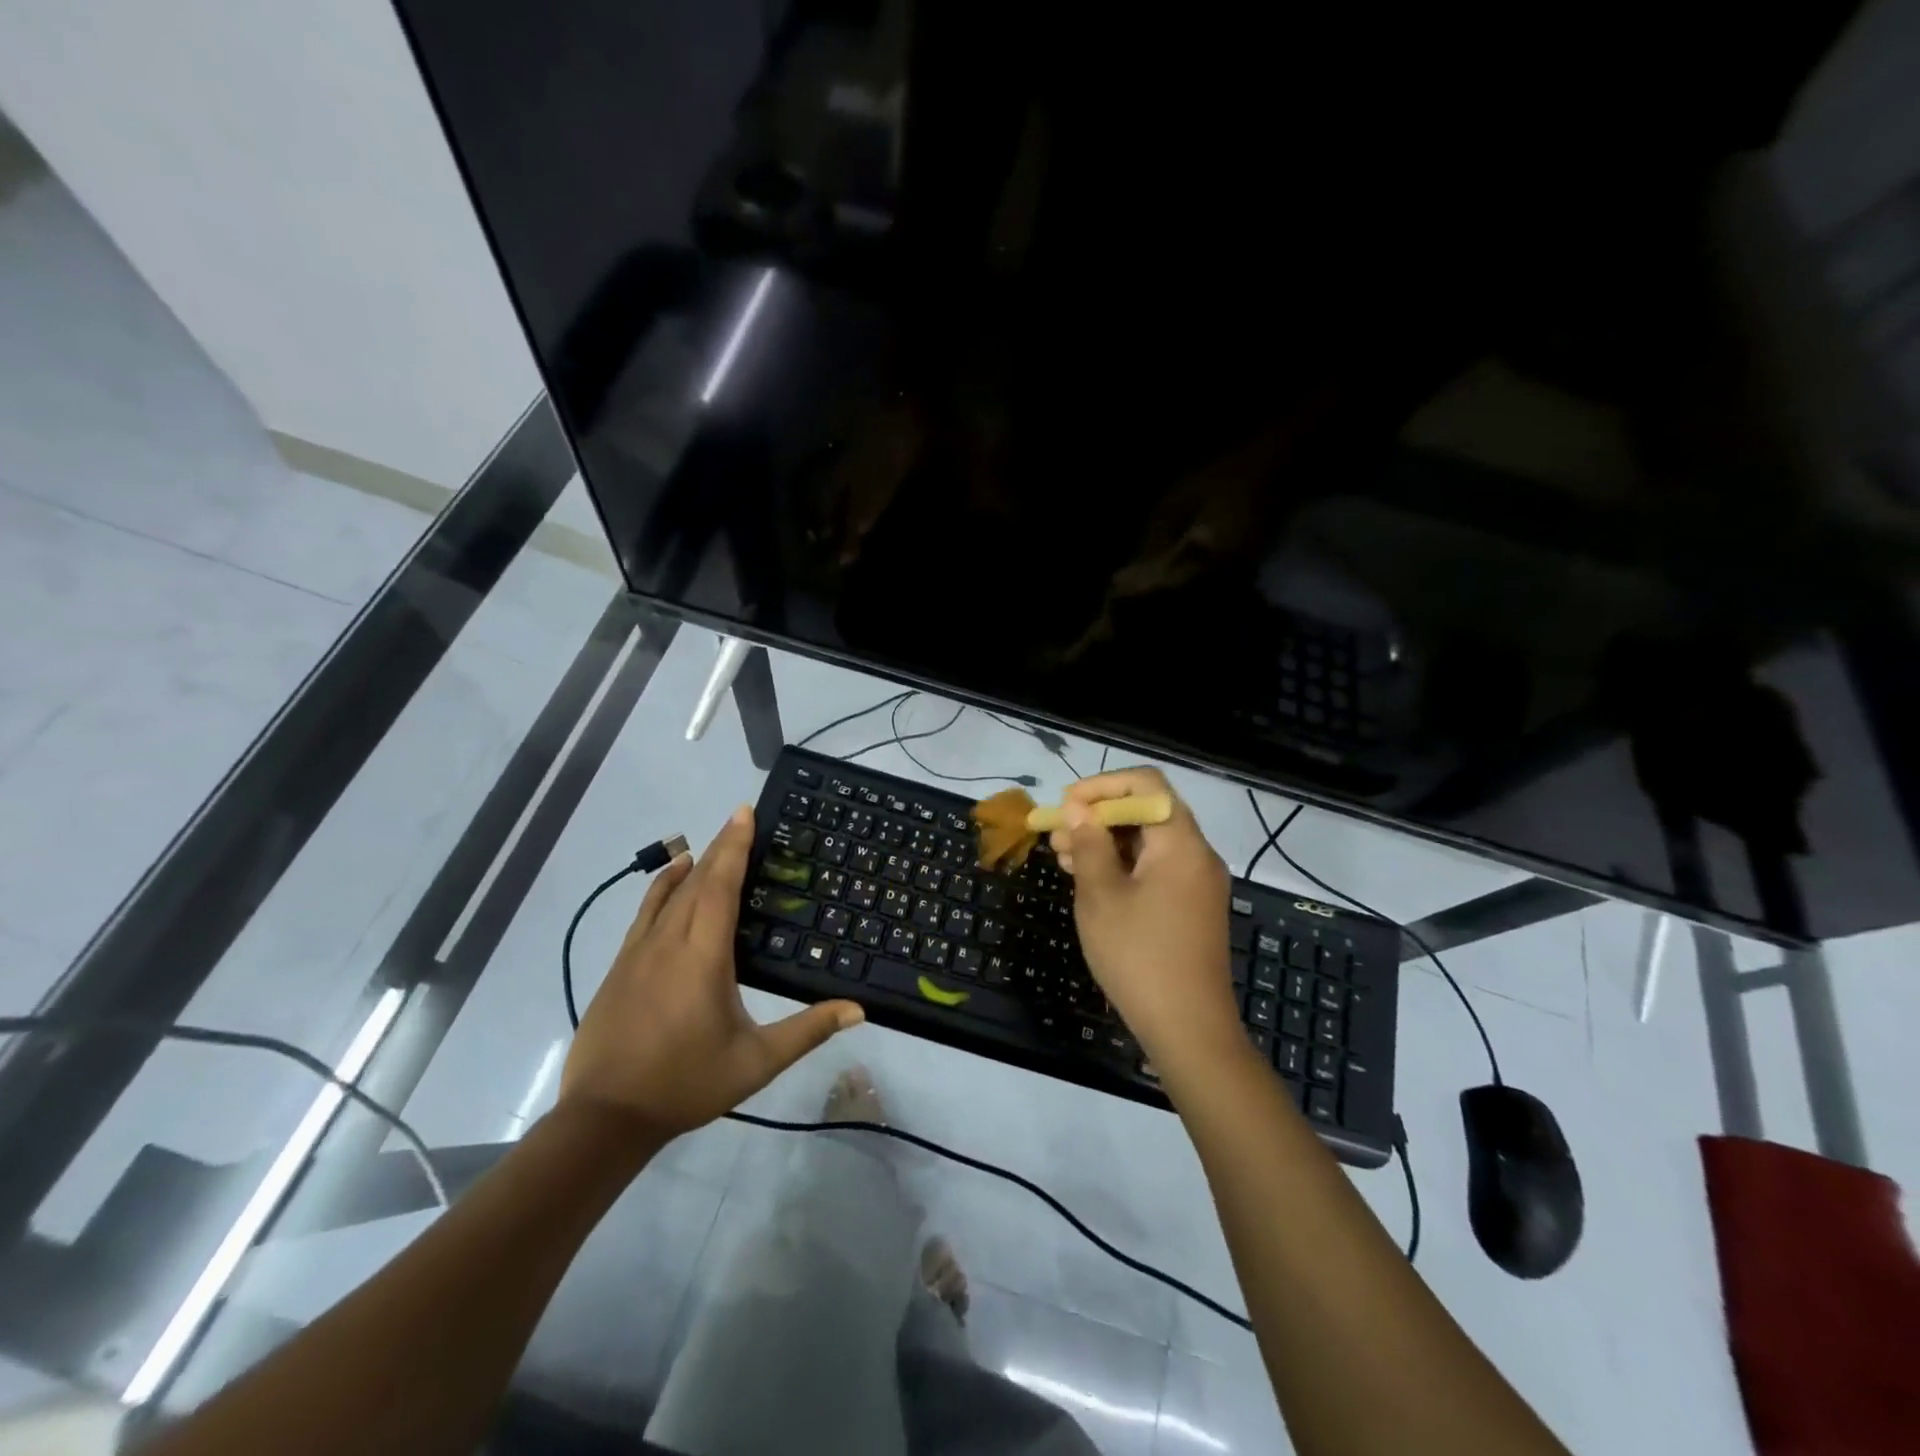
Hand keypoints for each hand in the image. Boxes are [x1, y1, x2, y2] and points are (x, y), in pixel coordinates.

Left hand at [560, 806, 863, 1141]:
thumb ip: (807, 1030)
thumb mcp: (756, 1062)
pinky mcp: (619, 967)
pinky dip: (661, 889)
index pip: (720, 886)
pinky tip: (669, 883)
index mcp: (703, 956)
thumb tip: (858, 1011)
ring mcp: (638, 953)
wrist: (605, 1117)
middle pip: (696, 882)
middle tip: (739, 820)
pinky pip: (645, 913)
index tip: (744, 813)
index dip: (735, 847)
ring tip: (709, 846)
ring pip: (667, 895)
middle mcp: (669, 942)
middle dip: (720, 847)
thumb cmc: (686, 1083)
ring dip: (691, 866)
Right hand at [1050, 768, 1244, 1070]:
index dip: (1102, 785)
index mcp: (1180, 843)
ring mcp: (1198, 882)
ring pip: (1148, 842)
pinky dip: (1123, 866)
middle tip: (1057, 836)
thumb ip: (1088, 845)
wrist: (1189, 1029)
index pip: (1146, 783)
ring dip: (1106, 842)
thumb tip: (1077, 809)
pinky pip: (1156, 868)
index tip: (1066, 806)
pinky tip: (1091, 882)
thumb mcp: (1101, 897)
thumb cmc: (1139, 957)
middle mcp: (1197, 854)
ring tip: (1064, 859)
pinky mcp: (1192, 906)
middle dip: (1098, 816)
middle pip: (1147, 811)